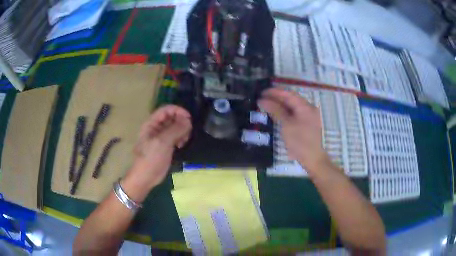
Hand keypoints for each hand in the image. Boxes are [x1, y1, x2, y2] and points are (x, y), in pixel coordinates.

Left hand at [127, 105, 191, 189]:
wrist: (145, 177)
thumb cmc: (151, 158)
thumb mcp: (163, 142)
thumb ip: (175, 129)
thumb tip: (188, 120)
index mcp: (152, 123)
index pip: (166, 109)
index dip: (178, 111)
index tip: (189, 119)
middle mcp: (156, 128)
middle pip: (172, 117)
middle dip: (181, 122)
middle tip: (187, 133)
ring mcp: (161, 137)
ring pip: (175, 127)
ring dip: (182, 131)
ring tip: (184, 141)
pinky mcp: (166, 145)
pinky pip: (175, 136)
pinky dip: (180, 138)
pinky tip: (181, 146)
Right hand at [258, 88, 329, 173]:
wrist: (312, 159)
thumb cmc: (300, 142)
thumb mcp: (286, 125)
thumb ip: (275, 110)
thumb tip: (262, 100)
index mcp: (305, 106)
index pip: (288, 94)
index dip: (275, 92)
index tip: (262, 92)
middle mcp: (308, 108)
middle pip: (291, 99)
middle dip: (276, 98)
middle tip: (261, 98)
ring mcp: (308, 116)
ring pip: (292, 107)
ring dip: (280, 105)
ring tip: (266, 104)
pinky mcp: (306, 124)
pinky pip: (294, 113)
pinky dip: (285, 112)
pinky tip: (276, 113)